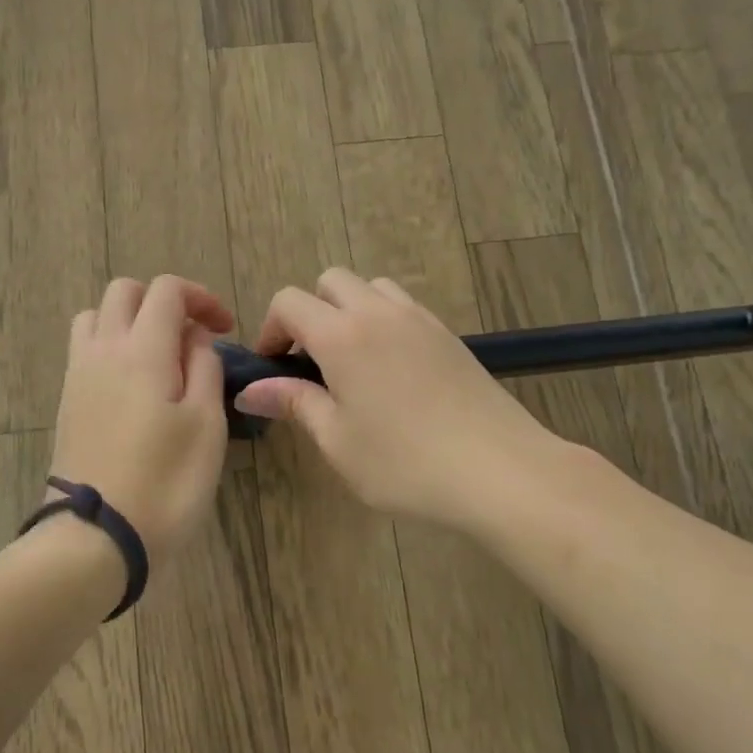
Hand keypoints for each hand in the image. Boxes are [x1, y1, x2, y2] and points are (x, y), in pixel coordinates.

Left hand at [48, 276, 235, 561]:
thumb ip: (205, 367)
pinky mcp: (67, 403)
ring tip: (159, 355)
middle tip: (193, 337)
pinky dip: (110, 346)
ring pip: (95, 316)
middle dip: (163, 301)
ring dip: (129, 320)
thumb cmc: (166, 482)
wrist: (96, 536)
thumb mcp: (206, 424)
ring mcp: (77, 376)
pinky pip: (84, 350)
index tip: (225, 329)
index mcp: (142, 349)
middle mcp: (102, 350)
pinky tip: (134, 385)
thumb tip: (193, 339)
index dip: (201, 297)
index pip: (166, 290)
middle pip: (124, 292)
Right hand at [233, 269, 550, 531]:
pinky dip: (384, 322)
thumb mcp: (338, 441)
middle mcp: (379, 313)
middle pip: (331, 281)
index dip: (270, 329)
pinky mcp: (449, 335)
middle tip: (310, 362)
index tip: (272, 368)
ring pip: (372, 288)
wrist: (501, 471)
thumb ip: (295, 404)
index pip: (289, 302)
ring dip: (350, 310)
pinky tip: (392, 371)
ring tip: (352, 362)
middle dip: (310, 312)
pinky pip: (404, 307)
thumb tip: (251, 389)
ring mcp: (420, 319)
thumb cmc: (406, 463)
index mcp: (342, 335)